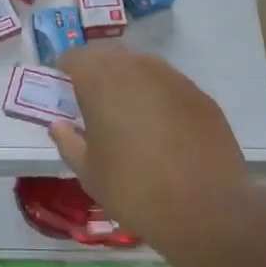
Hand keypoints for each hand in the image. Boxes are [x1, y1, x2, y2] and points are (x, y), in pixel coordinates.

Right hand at [49, 44, 253, 245]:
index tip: (65, 92)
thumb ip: (69, 142)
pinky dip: (159, 97)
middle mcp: (136, 67)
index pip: (75, 57)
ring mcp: (173, 78)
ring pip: (142, 67)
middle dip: (97, 73)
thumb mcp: (89, 173)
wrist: (205, 210)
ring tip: (130, 115)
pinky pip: (169, 85)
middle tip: (94, 103)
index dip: (66, 71)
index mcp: (101, 80)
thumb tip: (60, 126)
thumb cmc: (134, 190)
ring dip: (130, 82)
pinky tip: (163, 128)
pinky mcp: (200, 95)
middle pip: (109, 56)